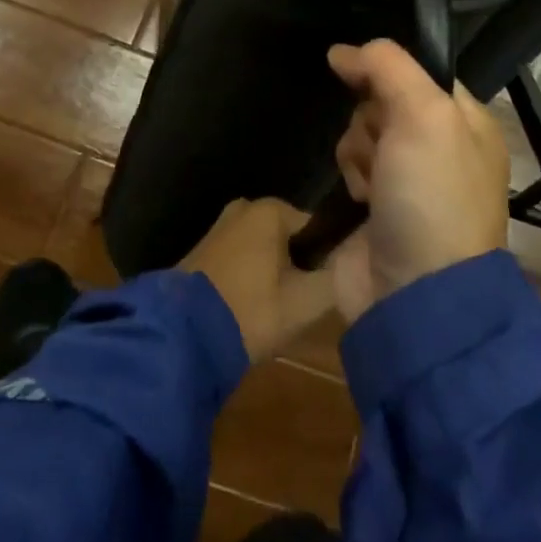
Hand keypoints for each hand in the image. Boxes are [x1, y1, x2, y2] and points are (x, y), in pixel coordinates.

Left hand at [179, 199, 338, 361]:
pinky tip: (248, 309)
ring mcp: (219, 226)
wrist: (182, 335)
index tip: (320, 294)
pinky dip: (248, 278)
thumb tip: (358, 261)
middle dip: (296, 268)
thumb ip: (339, 278)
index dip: (325, 262)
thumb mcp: (306, 302)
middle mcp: (245, 206)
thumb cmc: (251, 310)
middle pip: (289, 239)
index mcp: (271, 209)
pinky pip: (240, 259)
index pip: (317, 230)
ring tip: (272, 313)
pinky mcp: (202, 249)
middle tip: (297, 307)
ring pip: (263, 250)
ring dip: (272, 276)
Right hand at [326, 40, 508, 323]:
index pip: (418, 70)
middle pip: (384, 99)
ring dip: (358, 149)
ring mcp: (410, 177)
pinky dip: (351, 176)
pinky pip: (353, 165)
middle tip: (383, 146)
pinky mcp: (380, 204)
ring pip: (362, 130)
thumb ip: (387, 66)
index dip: (386, 71)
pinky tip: (360, 199)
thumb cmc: (431, 196)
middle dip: (372, 118)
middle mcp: (441, 145)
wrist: (416, 294)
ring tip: (372, 181)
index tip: (360, 77)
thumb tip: (342, 51)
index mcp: (467, 120)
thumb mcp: (423, 115)